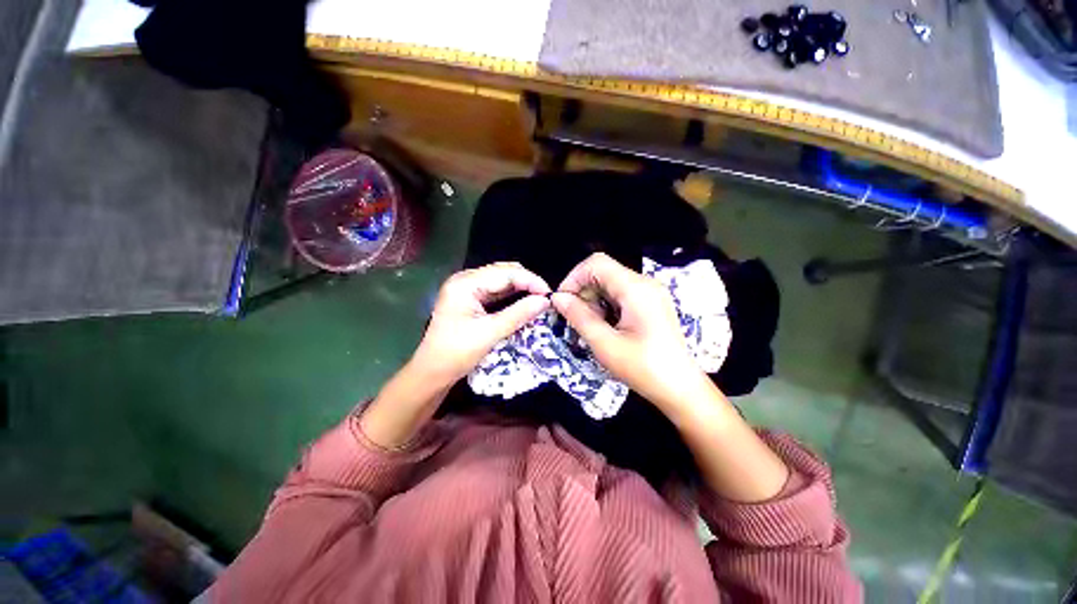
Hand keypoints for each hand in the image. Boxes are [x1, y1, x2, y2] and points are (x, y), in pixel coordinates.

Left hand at [412, 262, 550, 383]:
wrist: (432, 373)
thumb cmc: (456, 354)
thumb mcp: (490, 333)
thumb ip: (519, 314)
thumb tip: (545, 301)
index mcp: (465, 283)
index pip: (506, 273)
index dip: (531, 281)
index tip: (550, 295)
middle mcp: (465, 279)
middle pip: (504, 272)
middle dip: (527, 283)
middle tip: (545, 299)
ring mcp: (467, 288)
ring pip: (502, 280)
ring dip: (521, 288)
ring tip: (538, 300)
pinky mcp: (470, 298)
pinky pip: (496, 290)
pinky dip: (512, 295)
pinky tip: (524, 302)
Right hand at [551, 253, 709, 410]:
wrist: (680, 388)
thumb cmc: (643, 368)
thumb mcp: (605, 344)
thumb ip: (579, 317)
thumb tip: (558, 298)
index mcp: (636, 288)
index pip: (596, 263)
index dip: (574, 278)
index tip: (563, 302)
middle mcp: (644, 283)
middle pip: (603, 272)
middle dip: (583, 292)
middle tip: (576, 320)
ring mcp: (650, 292)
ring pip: (610, 283)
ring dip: (594, 301)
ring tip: (592, 327)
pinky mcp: (651, 303)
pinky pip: (620, 294)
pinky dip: (606, 306)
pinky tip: (606, 327)